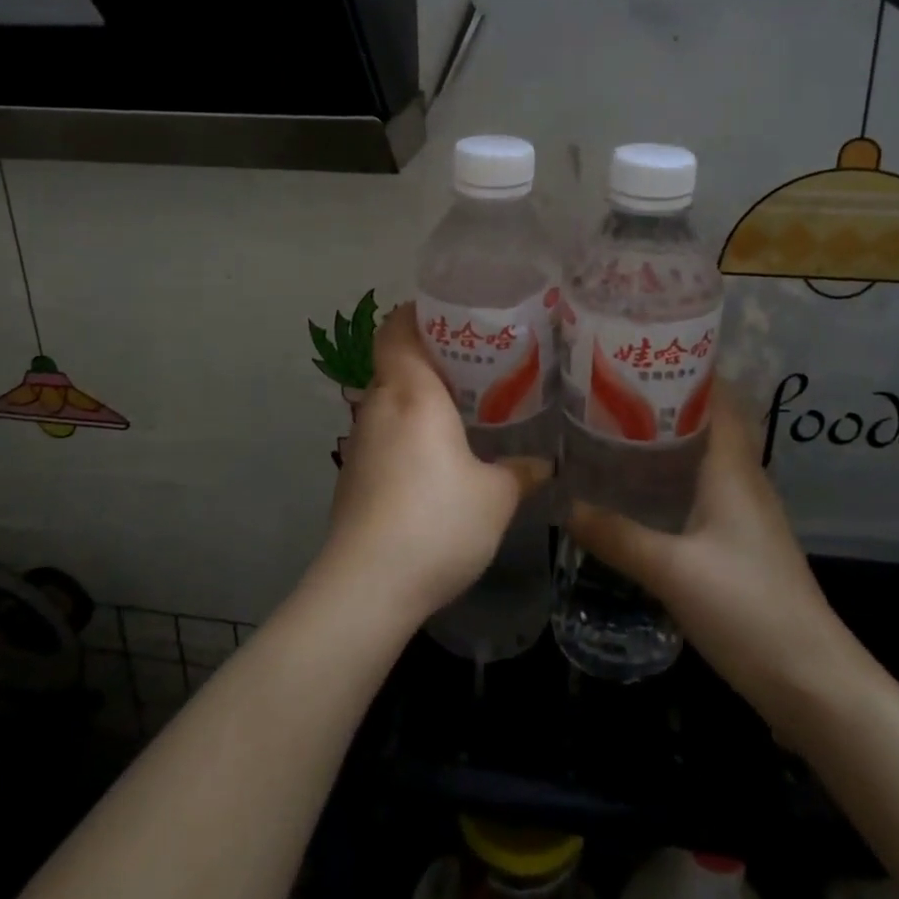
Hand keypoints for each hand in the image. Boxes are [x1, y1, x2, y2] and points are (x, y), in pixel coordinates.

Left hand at [321, 303, 548, 624]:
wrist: (367, 585)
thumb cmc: (436, 521)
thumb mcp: (495, 497)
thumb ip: (521, 472)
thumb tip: (545, 465)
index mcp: (411, 393)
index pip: (397, 328)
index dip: (418, 313)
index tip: (452, 315)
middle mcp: (378, 405)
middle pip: (395, 361)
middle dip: (430, 356)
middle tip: (475, 362)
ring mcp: (360, 440)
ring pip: (388, 399)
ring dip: (418, 396)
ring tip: (461, 405)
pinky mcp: (353, 473)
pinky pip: (383, 431)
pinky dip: (406, 429)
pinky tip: (435, 455)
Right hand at [566, 381, 860, 710]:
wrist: (813, 682)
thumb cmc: (747, 609)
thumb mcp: (671, 571)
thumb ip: (617, 536)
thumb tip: (565, 505)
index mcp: (733, 469)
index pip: (718, 397)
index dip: (686, 368)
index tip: (638, 353)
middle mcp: (744, 479)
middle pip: (708, 421)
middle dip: (664, 401)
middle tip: (610, 389)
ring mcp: (748, 512)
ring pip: (706, 456)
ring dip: (668, 439)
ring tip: (615, 428)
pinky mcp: (743, 540)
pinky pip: (706, 487)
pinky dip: (675, 475)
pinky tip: (641, 489)